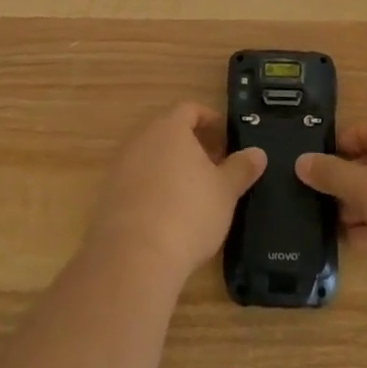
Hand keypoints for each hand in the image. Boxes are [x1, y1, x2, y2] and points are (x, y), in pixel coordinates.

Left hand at [86, 103, 266, 286]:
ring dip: (171, 168)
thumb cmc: (187, 213)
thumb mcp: (225, 191)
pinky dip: (153, 190)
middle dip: (192, 145)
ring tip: (193, 193)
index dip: (210, 119)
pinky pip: (136, 183)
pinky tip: (168, 216)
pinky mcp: (108, 197)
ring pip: (151, 157)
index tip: (225, 137)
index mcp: (170, 128)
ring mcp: (120, 168)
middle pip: (168, 132)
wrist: (133, 258)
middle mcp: (141, 140)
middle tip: (214, 166)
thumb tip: (258, 153)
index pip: (190, 109)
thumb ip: (241, 168)